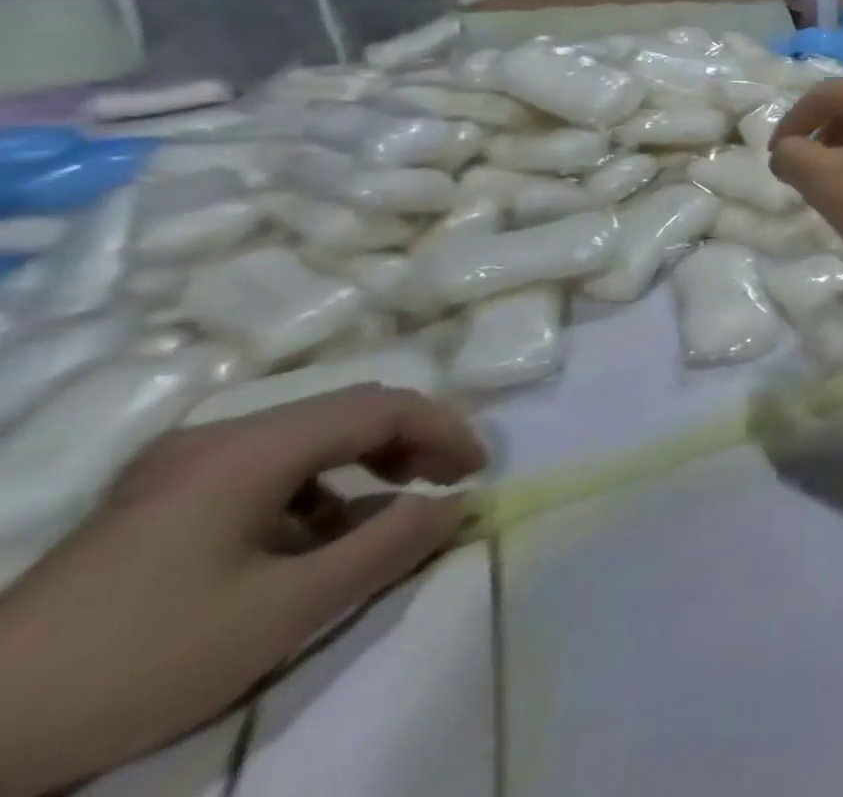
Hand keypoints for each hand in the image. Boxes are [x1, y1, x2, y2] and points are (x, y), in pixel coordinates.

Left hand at [0, 387, 485, 794]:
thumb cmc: (139, 660)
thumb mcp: (282, 614)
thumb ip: (384, 548)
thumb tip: (456, 505)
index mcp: (253, 447)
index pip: (381, 406)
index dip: (443, 430)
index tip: (477, 472)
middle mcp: (220, 436)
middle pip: (346, 412)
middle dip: (409, 443)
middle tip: (445, 484)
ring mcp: (180, 466)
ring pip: (306, 438)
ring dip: (362, 466)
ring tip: (384, 516)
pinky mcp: (154, 500)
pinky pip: (263, 469)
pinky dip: (312, 490)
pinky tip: (306, 541)